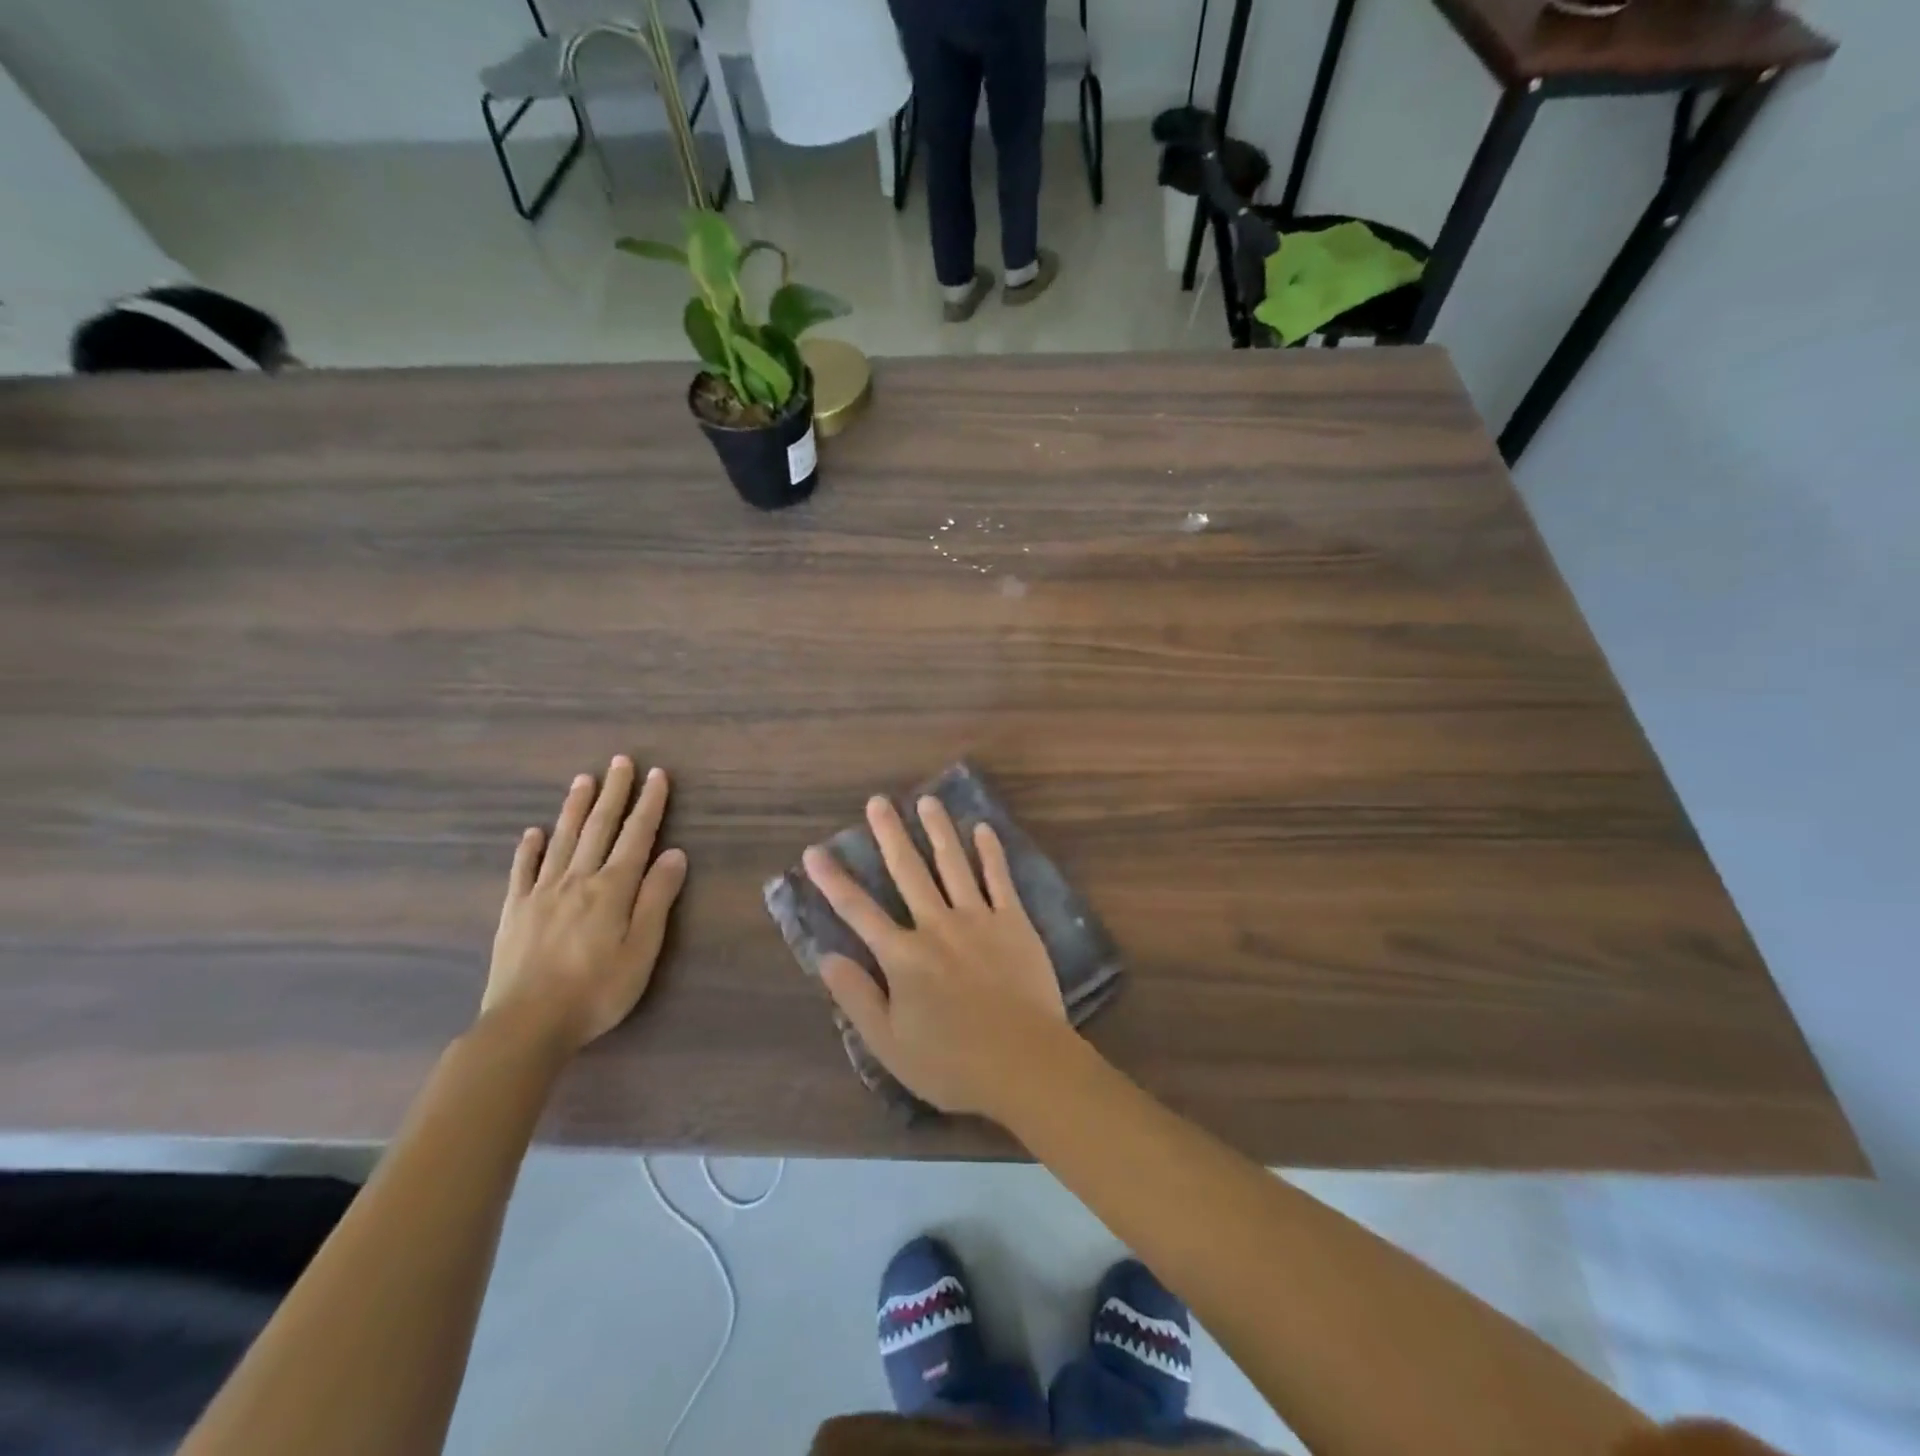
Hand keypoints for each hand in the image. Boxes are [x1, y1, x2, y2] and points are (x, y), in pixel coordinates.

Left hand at [483, 757, 687, 1052]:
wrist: (527, 1025)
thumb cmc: (596, 991)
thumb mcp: (642, 950)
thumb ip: (657, 899)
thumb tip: (674, 854)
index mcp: (612, 889)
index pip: (636, 836)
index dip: (649, 804)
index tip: (657, 775)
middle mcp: (577, 880)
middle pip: (598, 828)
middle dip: (613, 793)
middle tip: (620, 761)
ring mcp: (541, 893)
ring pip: (562, 840)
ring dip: (575, 807)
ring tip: (583, 780)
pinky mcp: (515, 912)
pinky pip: (523, 871)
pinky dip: (529, 848)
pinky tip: (533, 833)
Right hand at [803, 795, 1068, 1118]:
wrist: (1024, 1063)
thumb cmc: (952, 1063)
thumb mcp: (889, 1044)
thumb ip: (856, 997)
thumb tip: (826, 957)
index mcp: (903, 956)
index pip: (858, 911)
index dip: (834, 880)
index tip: (816, 850)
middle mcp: (936, 926)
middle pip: (907, 872)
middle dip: (889, 834)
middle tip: (878, 801)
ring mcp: (978, 918)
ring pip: (952, 863)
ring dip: (938, 830)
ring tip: (927, 799)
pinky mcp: (1014, 922)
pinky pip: (999, 878)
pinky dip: (990, 852)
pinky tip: (983, 828)